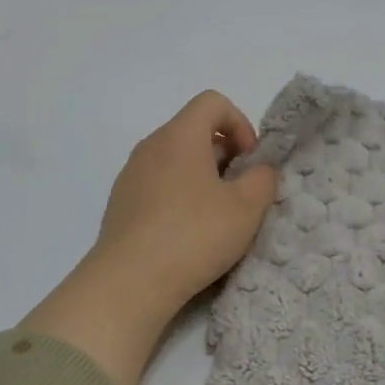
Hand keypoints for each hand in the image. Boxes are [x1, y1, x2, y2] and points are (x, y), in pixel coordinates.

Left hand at [23, 92, 278, 384]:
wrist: (129, 282)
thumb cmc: (194, 235)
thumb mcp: (247, 208)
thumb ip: (263, 178)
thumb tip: (259, 169)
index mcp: (180, 136)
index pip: (212, 102)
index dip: (240, 123)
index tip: (249, 161)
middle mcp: (150, 146)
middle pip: (193, 131)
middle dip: (224, 155)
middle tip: (240, 193)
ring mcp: (130, 175)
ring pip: (175, 161)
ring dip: (202, 179)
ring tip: (216, 218)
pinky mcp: (121, 204)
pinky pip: (157, 185)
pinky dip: (178, 197)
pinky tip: (187, 235)